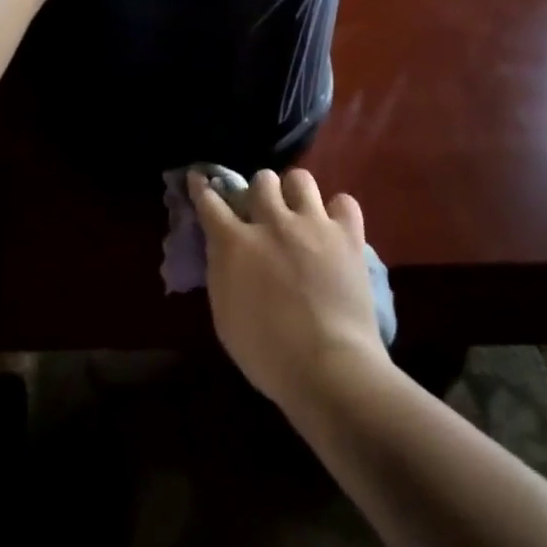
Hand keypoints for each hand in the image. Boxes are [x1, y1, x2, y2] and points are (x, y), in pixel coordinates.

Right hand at [192, 168, 387, 413]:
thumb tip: (223, 249)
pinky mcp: (348, 234)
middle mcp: (273, 222)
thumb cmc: (268, 354)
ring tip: (299, 213)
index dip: (202, 187)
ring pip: (300, 178)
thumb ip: (221, 272)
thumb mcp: (225, 316)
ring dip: (295, 193)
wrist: (329, 368)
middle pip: (262, 179)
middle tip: (263, 212)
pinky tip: (334, 229)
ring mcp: (313, 224)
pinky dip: (338, 212)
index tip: (199, 178)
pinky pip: (344, 201)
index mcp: (236, 244)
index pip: (211, 201)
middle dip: (259, 192)